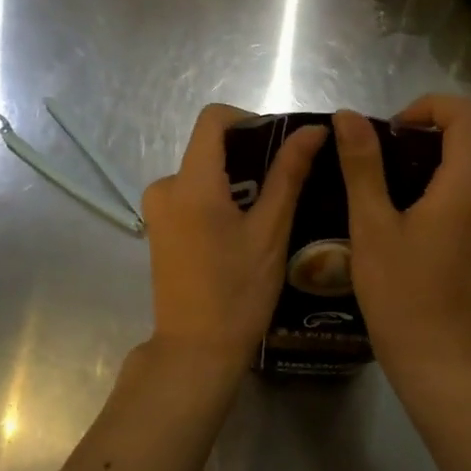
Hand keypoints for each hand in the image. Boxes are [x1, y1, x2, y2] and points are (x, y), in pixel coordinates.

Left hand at [141, 105, 325, 370]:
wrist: (196, 351)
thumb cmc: (238, 292)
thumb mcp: (271, 231)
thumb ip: (289, 174)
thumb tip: (313, 130)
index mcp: (191, 182)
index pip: (213, 119)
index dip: (248, 119)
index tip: (279, 143)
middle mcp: (165, 186)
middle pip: (209, 147)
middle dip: (248, 155)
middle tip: (286, 184)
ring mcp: (157, 209)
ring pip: (203, 173)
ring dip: (236, 181)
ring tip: (270, 211)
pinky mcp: (159, 229)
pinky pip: (192, 195)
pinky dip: (220, 199)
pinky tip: (244, 230)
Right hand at [334, 96, 470, 366]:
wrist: (435, 355)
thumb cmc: (400, 292)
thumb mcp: (371, 225)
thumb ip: (362, 165)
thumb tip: (348, 116)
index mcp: (465, 187)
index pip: (467, 115)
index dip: (430, 105)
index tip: (393, 128)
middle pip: (462, 139)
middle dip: (416, 135)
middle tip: (372, 160)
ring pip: (457, 167)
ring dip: (418, 163)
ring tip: (374, 188)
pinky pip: (456, 192)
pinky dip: (427, 187)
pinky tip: (392, 215)